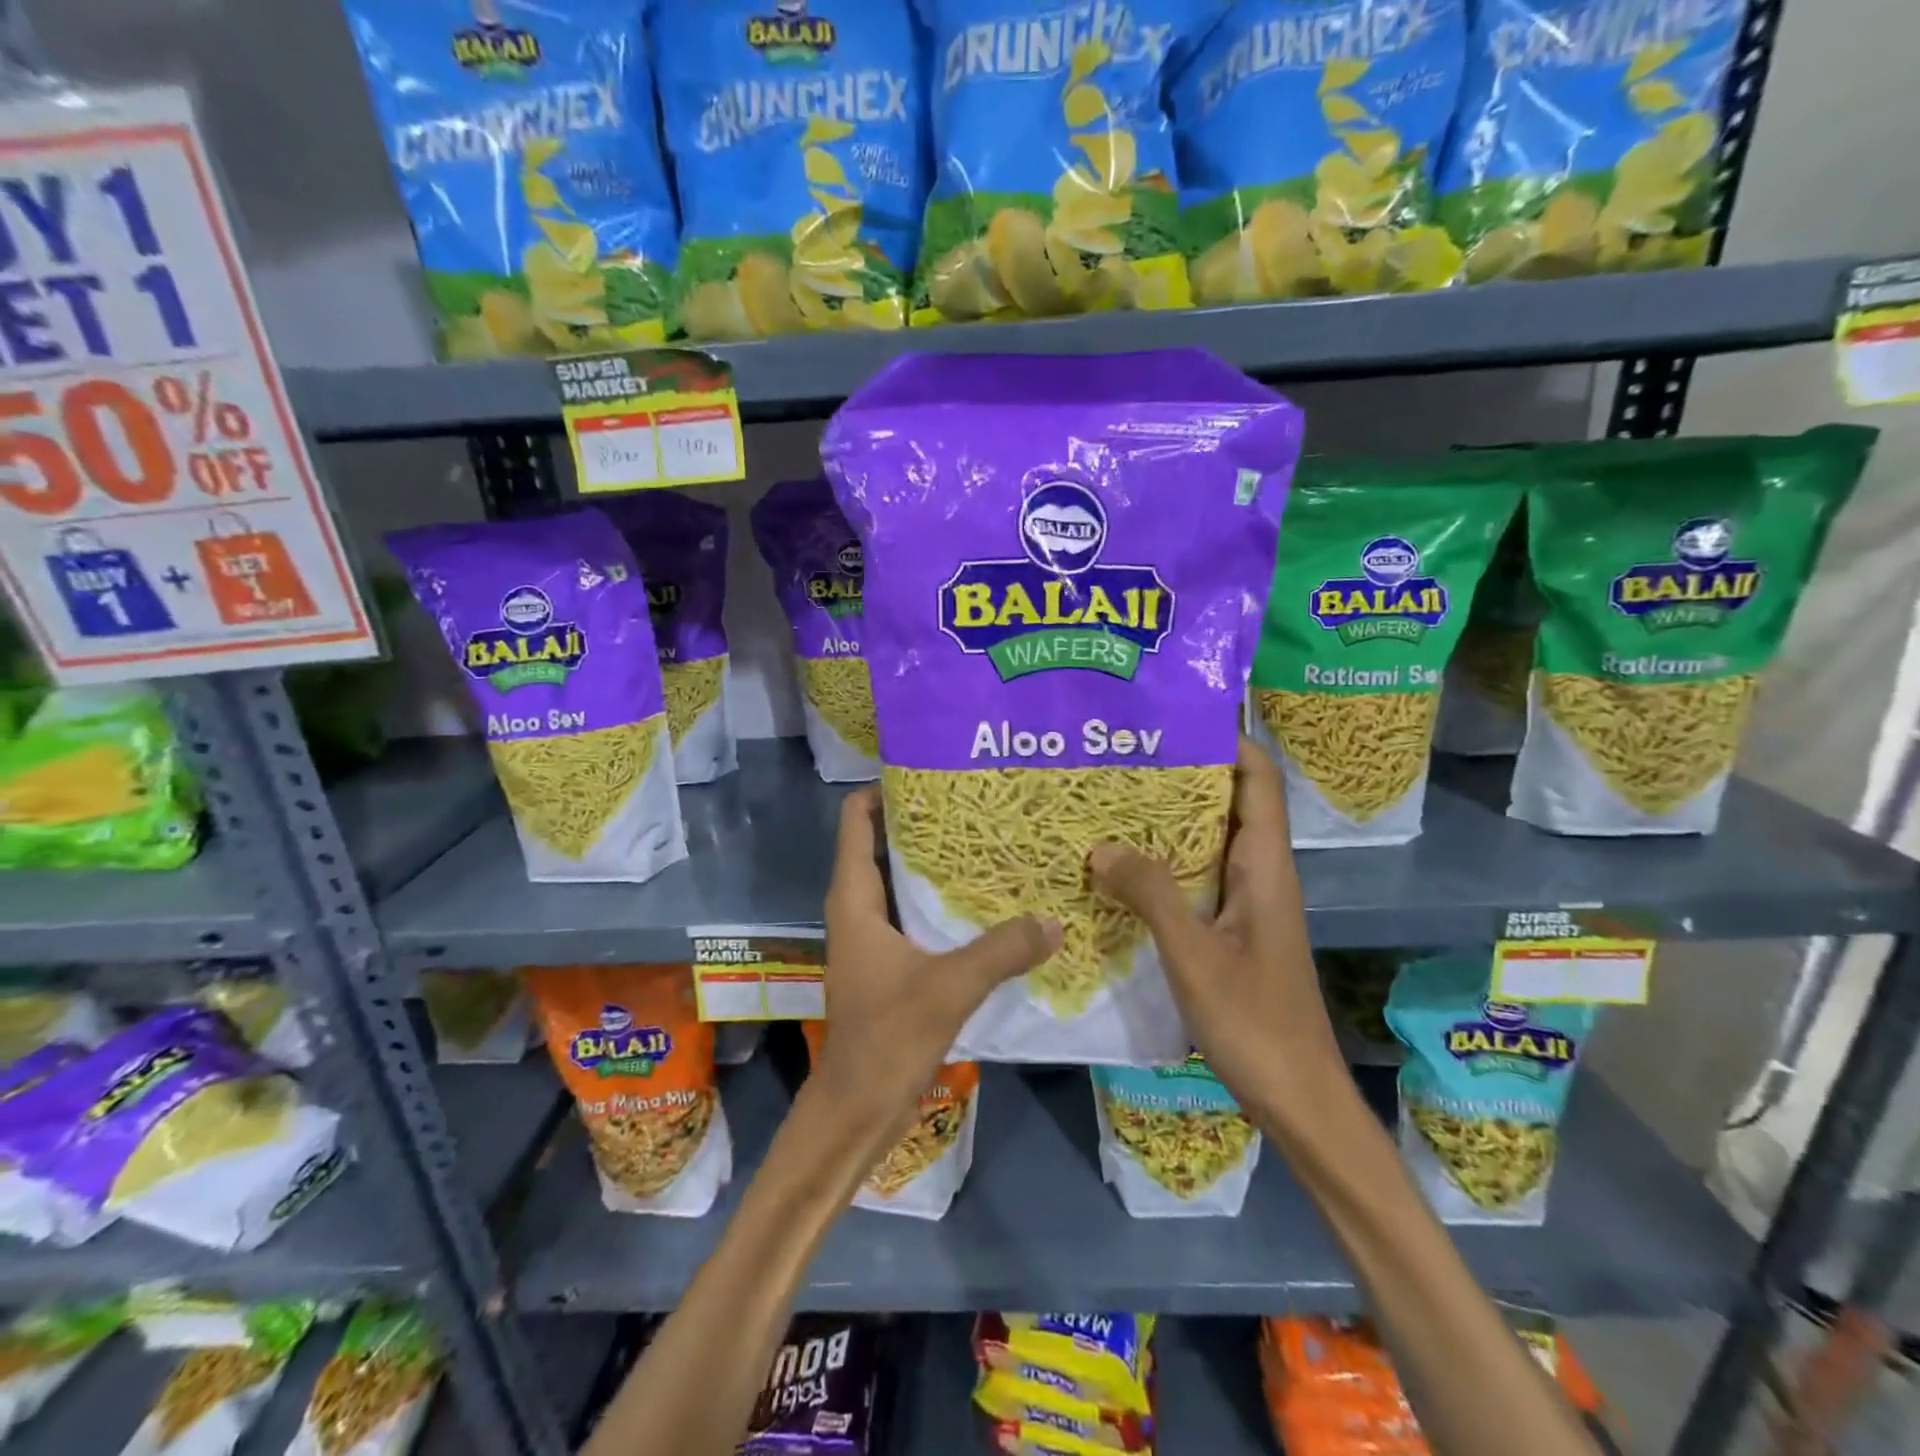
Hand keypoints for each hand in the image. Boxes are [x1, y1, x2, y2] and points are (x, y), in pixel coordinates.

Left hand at [813, 787, 1060, 1139]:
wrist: (857, 1108)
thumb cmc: (887, 1037)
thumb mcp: (949, 986)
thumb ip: (1002, 949)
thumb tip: (1054, 919)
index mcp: (854, 898)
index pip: (855, 819)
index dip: (885, 790)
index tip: (932, 773)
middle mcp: (858, 907)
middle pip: (882, 843)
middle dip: (924, 822)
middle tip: (977, 803)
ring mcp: (873, 935)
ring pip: (901, 879)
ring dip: (936, 862)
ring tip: (989, 841)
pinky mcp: (890, 961)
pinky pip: (915, 912)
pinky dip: (942, 899)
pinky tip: (986, 900)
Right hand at [1089, 738, 1341, 1099]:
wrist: (1298, 1100)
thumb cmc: (1255, 1023)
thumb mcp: (1194, 954)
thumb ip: (1150, 894)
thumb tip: (1101, 845)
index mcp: (1265, 866)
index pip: (1257, 779)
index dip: (1226, 740)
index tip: (1172, 718)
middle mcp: (1258, 874)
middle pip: (1227, 802)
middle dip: (1181, 773)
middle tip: (1120, 755)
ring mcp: (1244, 905)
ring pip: (1207, 842)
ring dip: (1166, 820)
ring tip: (1109, 799)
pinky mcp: (1228, 931)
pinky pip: (1194, 879)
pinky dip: (1161, 864)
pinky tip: (1118, 868)